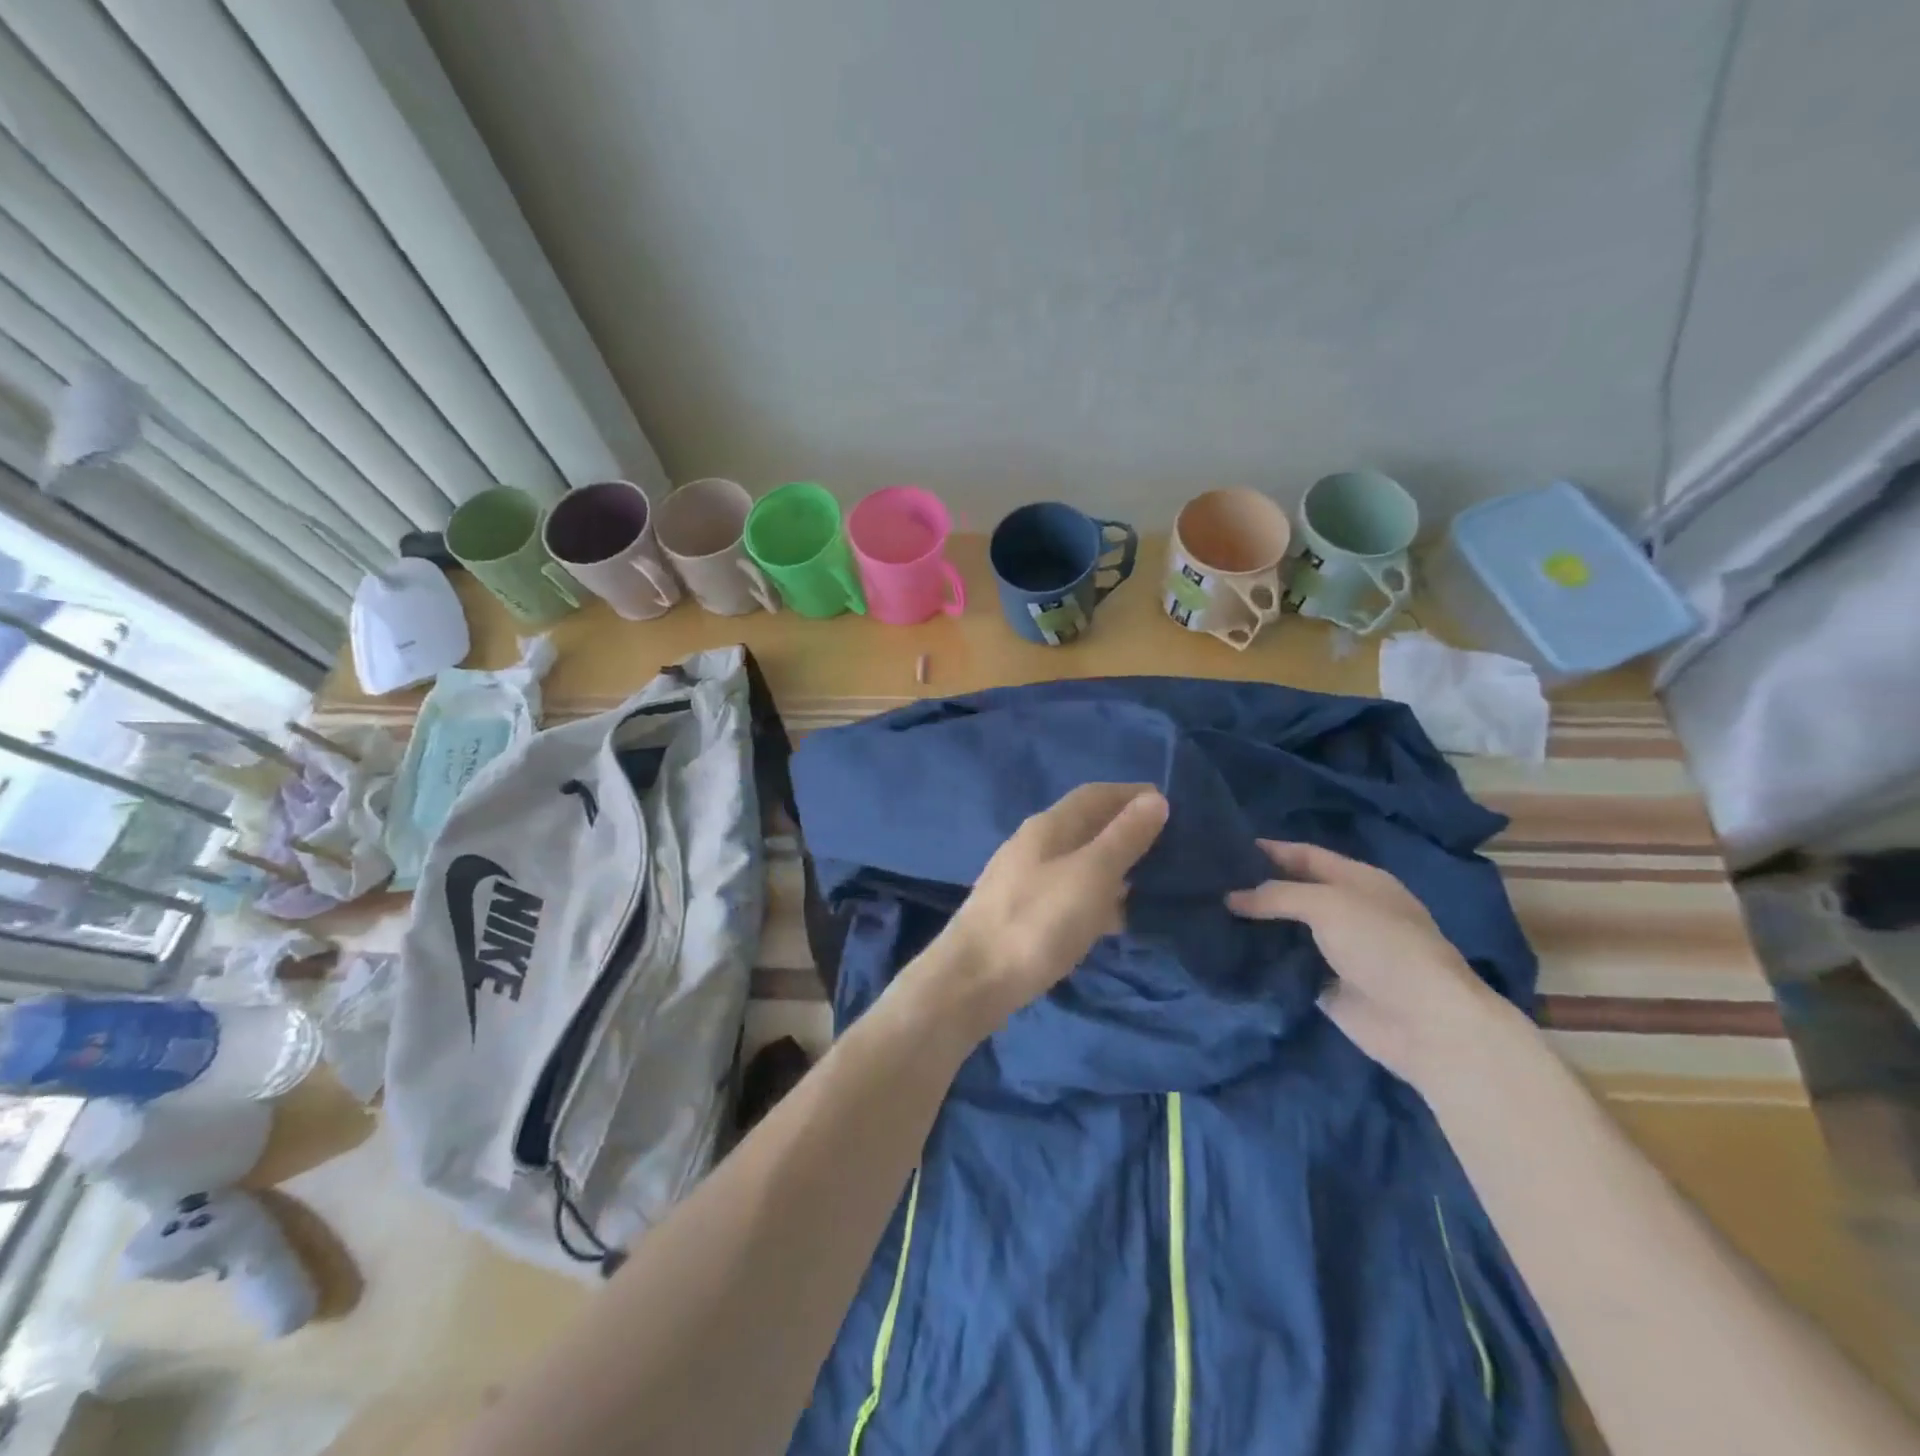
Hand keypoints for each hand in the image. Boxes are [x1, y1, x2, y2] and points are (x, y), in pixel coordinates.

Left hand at [913, 782, 1169, 1037]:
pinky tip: (1116, 920)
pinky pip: (1068, 893)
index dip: (1132, 794)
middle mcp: (1033, 845)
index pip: (1095, 794)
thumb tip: (1154, 798)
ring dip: (1114, 866)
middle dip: (1126, 830)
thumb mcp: (1091, 875)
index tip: (1172, 805)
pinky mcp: (1022, 914)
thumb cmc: (1037, 922)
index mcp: (1048, 826)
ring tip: (1154, 882)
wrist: (973, 981)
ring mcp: (1024, 880)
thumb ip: (1124, 837)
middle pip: (1086, 826)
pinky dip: (1096, 897)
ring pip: (1078, 861)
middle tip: (1172, 847)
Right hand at [1225, 840, 1508, 1087]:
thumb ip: (1276, 895)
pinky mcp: (1323, 984)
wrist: (1425, 1023)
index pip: (1305, 855)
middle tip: (1206, 882)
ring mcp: (1335, 949)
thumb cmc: (1383, 946)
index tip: (1223, 846)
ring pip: (1284, 929)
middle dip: (1254, 887)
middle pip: (1291, 892)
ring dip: (1252, 924)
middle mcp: (1346, 910)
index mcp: (1358, 880)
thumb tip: (1230, 898)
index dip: (1268, 850)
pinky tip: (1224, 948)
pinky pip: (1284, 964)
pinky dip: (1259, 957)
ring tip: (1206, 912)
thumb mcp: (1328, 904)